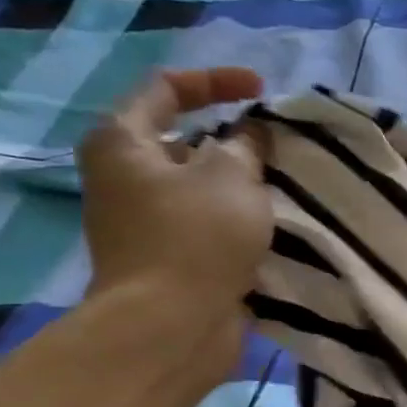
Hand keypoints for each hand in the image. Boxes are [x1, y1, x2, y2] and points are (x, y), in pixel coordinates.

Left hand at [76, 68, 270, 378]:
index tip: (263, 91)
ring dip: (240, 182)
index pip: (167, 88)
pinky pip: (207, 222)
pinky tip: (272, 224)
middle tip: (277, 147)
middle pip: (183, 139)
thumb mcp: (231, 175)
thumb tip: (248, 137)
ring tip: (283, 185)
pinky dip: (237, 217)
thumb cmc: (196, 237)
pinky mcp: (167, 257)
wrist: (171, 325)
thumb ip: (244, 145)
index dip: (217, 81)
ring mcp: (143, 220)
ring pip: (200, 185)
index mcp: (122, 141)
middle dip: (233, 138)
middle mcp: (123, 176)